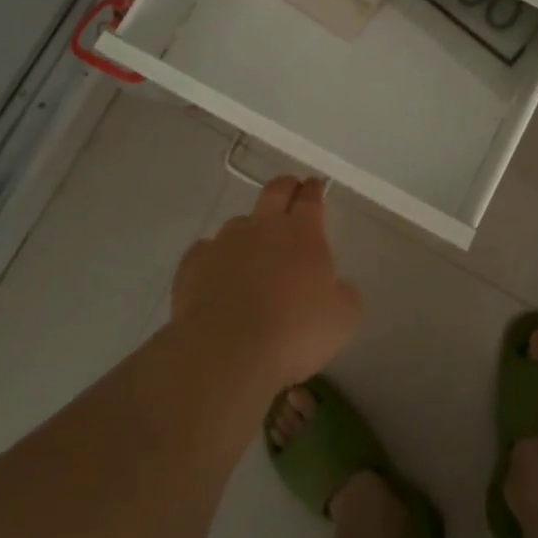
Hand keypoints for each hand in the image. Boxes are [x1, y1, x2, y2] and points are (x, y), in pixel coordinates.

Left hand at [171, 176, 361, 386]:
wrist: (228, 353)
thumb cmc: (295, 333)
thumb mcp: (343, 318)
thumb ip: (344, 294)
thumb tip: (337, 287)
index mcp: (303, 234)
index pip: (310, 199)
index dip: (314, 189)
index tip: (315, 184)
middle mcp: (263, 227)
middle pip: (274, 192)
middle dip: (285, 186)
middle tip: (290, 187)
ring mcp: (224, 243)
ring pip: (239, 222)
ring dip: (249, 229)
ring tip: (252, 248)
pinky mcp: (193, 265)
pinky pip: (206, 251)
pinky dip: (215, 257)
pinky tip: (217, 274)